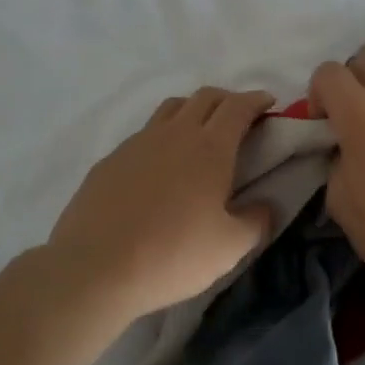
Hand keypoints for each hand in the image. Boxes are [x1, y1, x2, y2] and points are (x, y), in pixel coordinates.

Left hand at [46, 87, 275, 319]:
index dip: (256, 100)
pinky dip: (162, 136)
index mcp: (210, 148)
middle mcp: (175, 134)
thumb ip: (256, 222)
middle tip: (239, 118)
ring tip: (200, 134)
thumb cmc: (173, 255)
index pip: (238, 107)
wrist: (95, 267)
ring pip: (171, 108)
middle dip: (227, 99)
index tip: (268, 104)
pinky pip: (144, 134)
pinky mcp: (110, 159)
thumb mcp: (229, 248)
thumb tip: (267, 206)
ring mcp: (138, 143)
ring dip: (192, 110)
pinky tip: (160, 166)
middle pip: (205, 97)